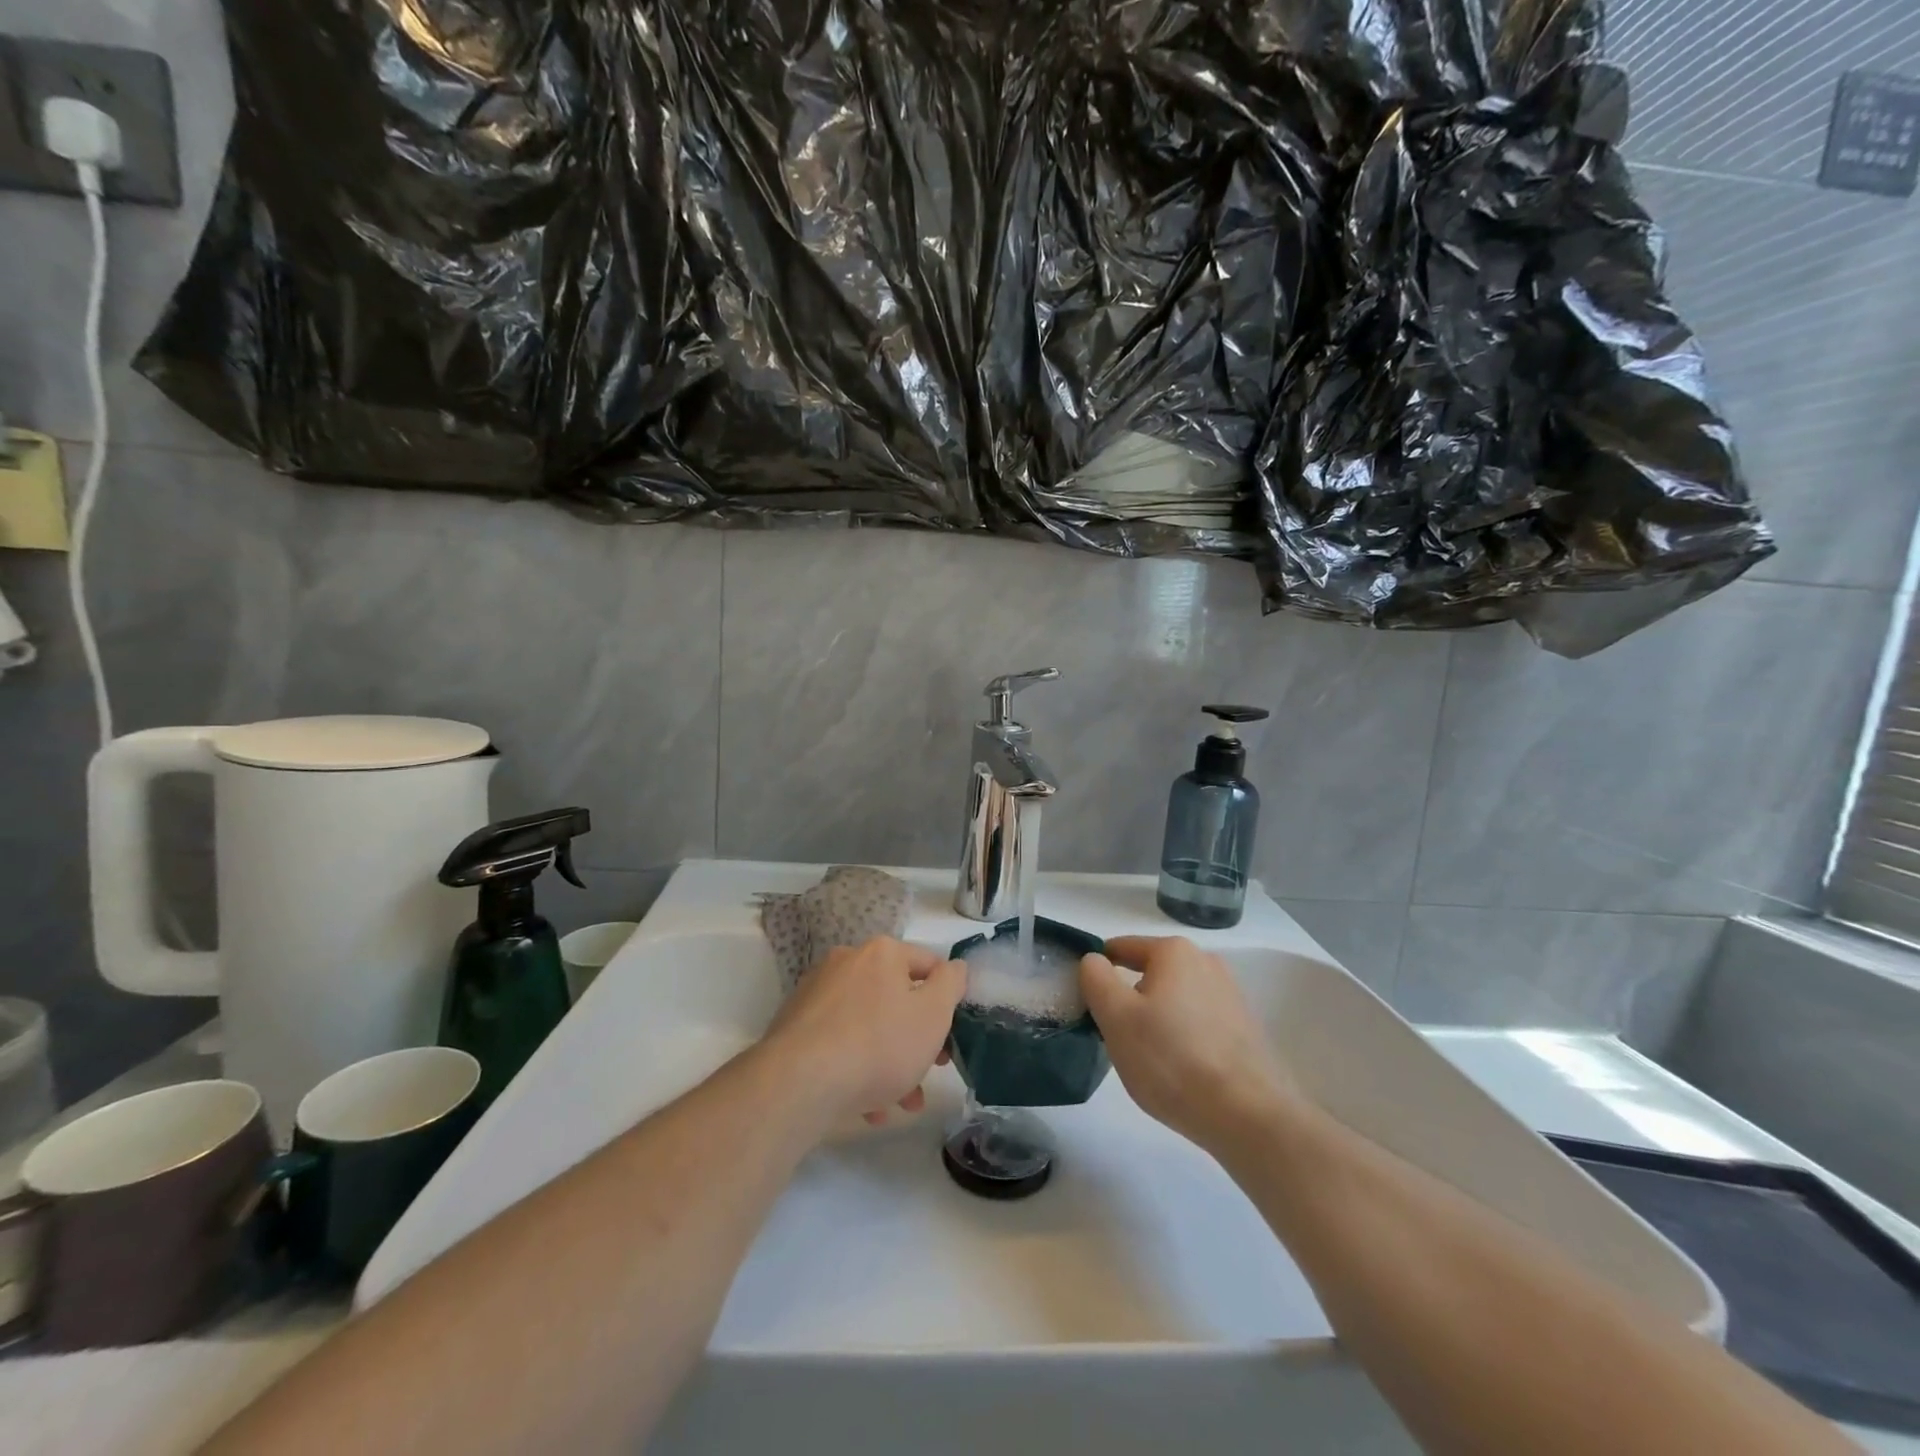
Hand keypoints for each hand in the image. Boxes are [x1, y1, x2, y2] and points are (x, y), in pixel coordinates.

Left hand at [763, 937, 966, 1129]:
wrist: (800, 1083)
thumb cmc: (878, 1044)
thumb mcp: (933, 1015)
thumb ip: (951, 985)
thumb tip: (955, 967)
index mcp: (882, 953)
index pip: (928, 964)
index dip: (948, 999)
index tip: (954, 1035)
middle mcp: (847, 963)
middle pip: (896, 998)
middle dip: (918, 1039)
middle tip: (931, 1071)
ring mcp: (817, 994)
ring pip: (868, 1025)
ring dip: (891, 1062)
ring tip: (902, 1103)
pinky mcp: (796, 1026)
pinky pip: (840, 1043)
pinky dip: (858, 1069)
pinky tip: (868, 1106)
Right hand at [1079, 936, 1293, 1152]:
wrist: (1247, 1116)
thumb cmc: (1171, 1059)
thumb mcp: (1115, 1016)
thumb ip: (1095, 978)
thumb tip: (1094, 960)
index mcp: (1174, 951)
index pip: (1120, 948)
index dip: (1098, 973)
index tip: (1088, 1005)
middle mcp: (1206, 962)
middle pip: (1149, 975)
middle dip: (1129, 1001)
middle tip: (1117, 1038)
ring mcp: (1230, 995)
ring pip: (1174, 1000)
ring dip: (1156, 1020)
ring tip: (1149, 1060)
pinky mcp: (1245, 1028)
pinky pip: (1198, 1022)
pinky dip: (1182, 1038)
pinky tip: (1179, 1071)